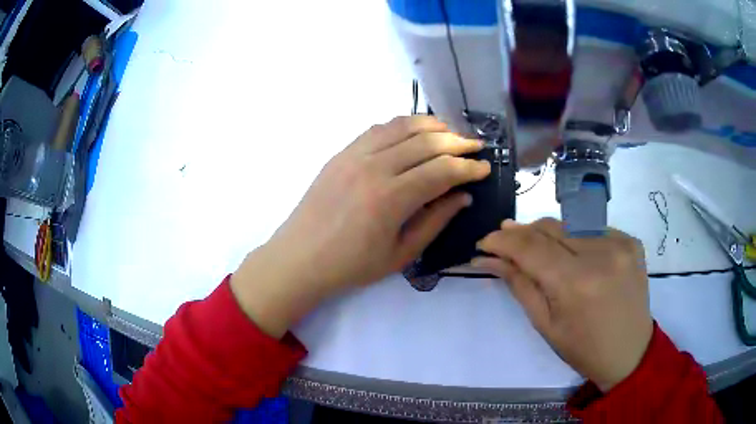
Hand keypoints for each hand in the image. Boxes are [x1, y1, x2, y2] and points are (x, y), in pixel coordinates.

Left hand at [232, 116, 490, 336]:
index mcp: (391, 198)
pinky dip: (402, 125)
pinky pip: (378, 128)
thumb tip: (463, 197)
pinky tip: (414, 132)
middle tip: (476, 147)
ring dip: (432, 125)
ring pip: (402, 126)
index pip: (442, 171)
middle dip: (457, 141)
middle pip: (427, 142)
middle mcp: (374, 167)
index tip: (485, 168)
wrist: (300, 258)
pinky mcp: (342, 152)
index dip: (468, 167)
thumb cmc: (351, 266)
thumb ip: (435, 221)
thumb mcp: (400, 254)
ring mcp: (354, 155)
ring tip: (451, 132)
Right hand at [473, 218, 652, 390]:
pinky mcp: (630, 240)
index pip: (529, 246)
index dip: (502, 241)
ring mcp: (619, 242)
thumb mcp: (545, 323)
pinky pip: (592, 229)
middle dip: (523, 233)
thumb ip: (519, 284)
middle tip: (507, 244)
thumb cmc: (582, 348)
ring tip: (539, 250)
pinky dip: (576, 238)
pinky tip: (574, 255)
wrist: (629, 352)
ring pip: (570, 224)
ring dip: (548, 235)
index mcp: (575, 283)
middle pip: (549, 227)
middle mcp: (600, 253)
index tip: (484, 242)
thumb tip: (489, 258)